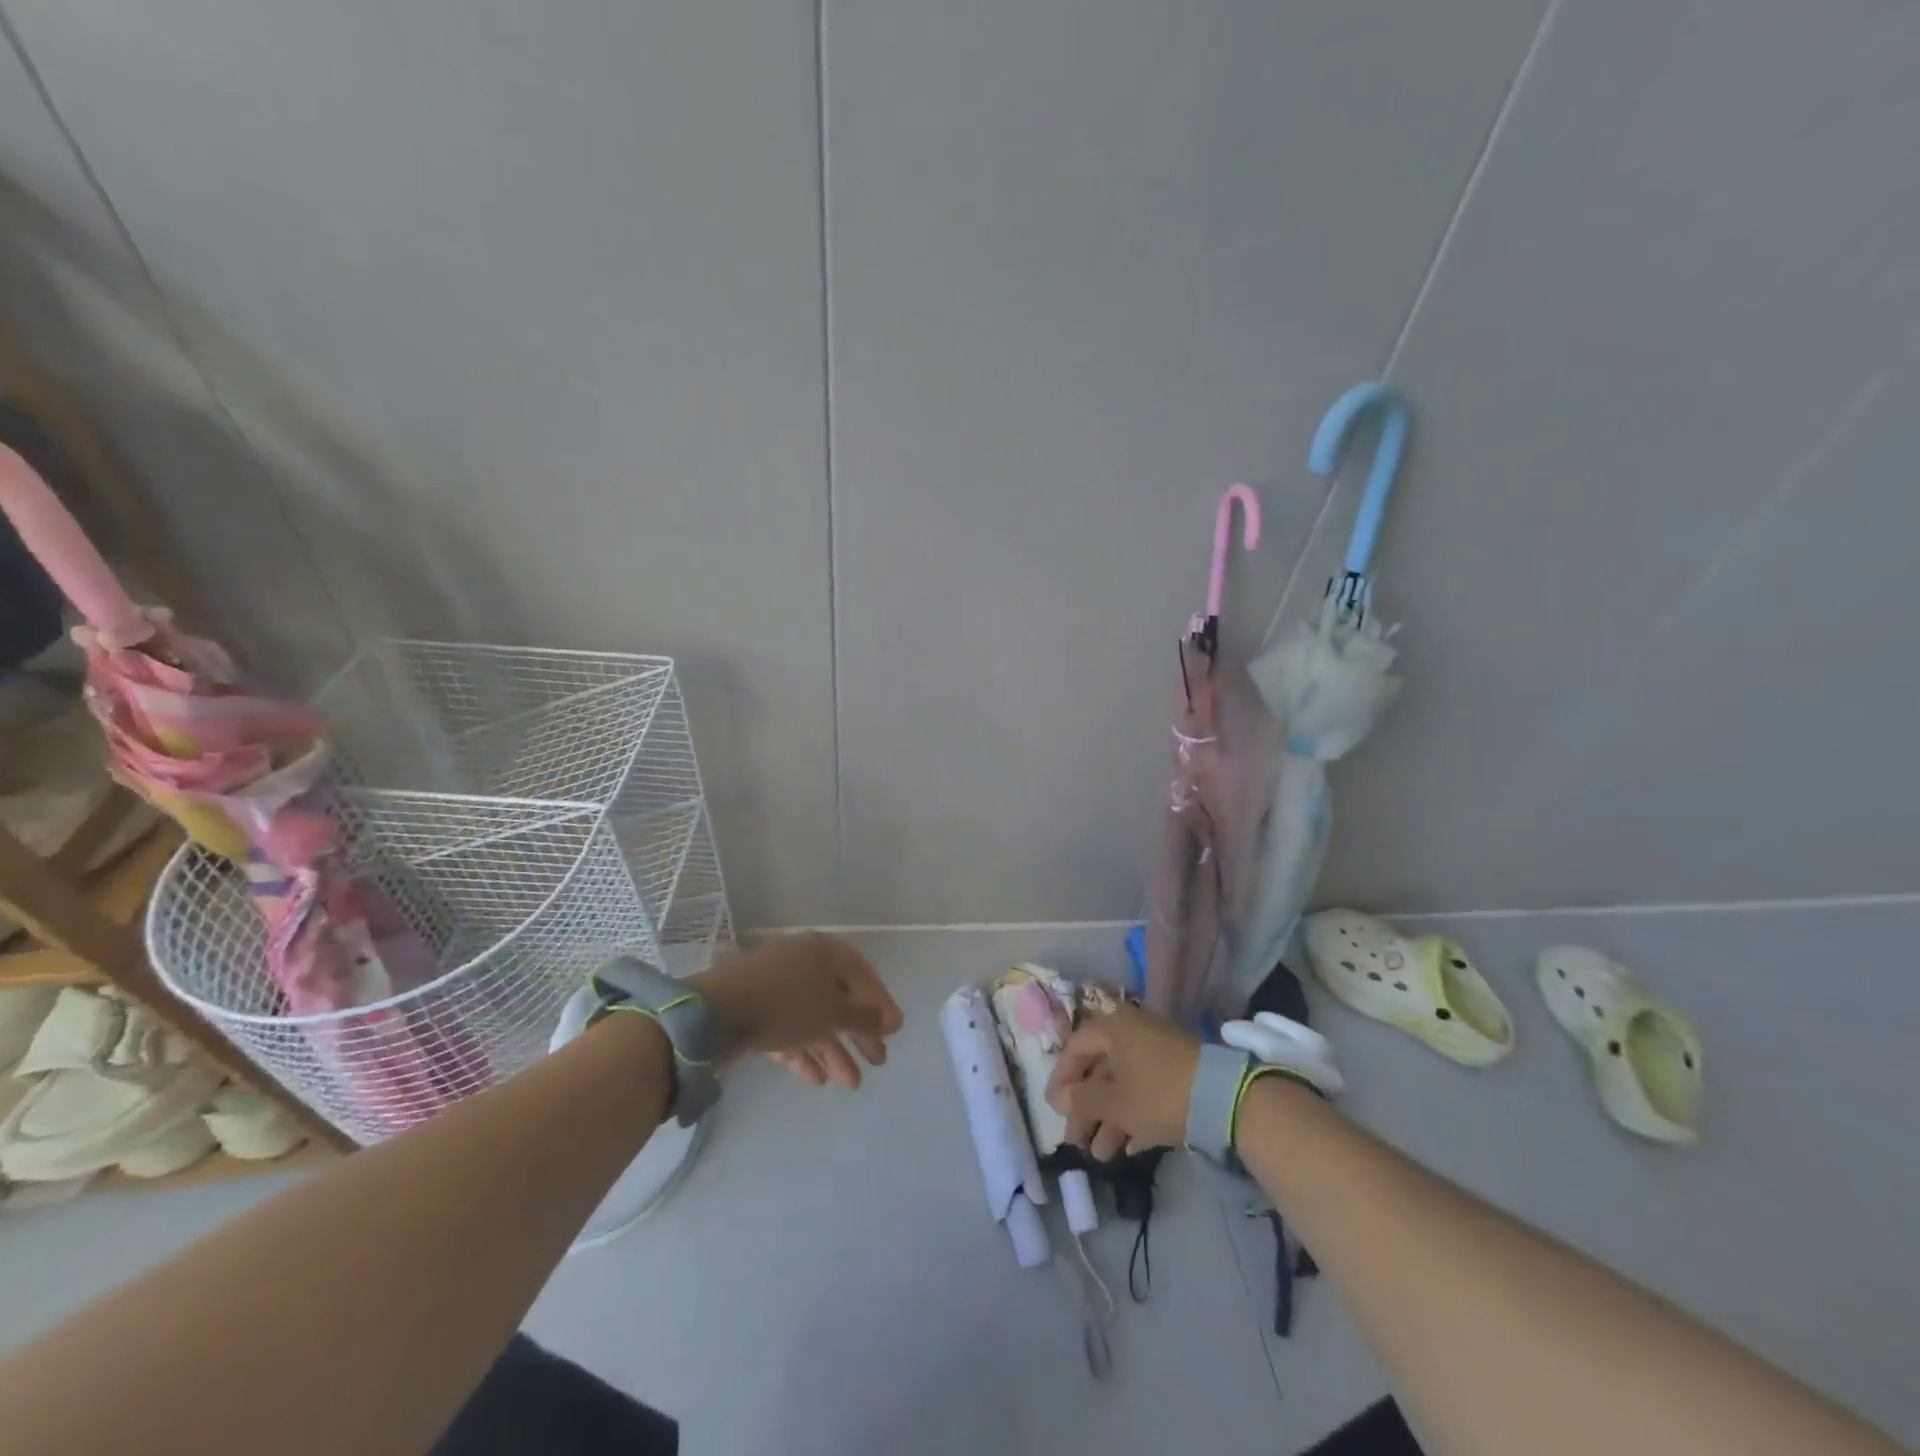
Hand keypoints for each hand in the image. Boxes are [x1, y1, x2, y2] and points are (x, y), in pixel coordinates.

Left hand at [690, 933, 902, 1088]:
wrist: (715, 1013)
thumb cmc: (786, 1004)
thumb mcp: (833, 1012)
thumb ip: (865, 1016)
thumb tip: (890, 1019)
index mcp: (825, 952)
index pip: (863, 975)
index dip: (881, 1003)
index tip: (894, 1032)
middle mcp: (803, 963)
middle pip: (839, 999)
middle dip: (859, 1033)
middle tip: (877, 1061)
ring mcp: (776, 987)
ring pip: (814, 1019)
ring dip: (835, 1050)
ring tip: (851, 1084)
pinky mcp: (755, 1011)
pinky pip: (788, 1031)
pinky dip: (804, 1052)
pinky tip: (817, 1079)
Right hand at [1045, 1003, 1201, 1158]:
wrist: (1224, 1098)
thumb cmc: (1156, 1093)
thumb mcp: (1114, 1102)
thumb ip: (1082, 1100)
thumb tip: (1061, 1099)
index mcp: (1114, 1027)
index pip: (1076, 1047)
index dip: (1061, 1079)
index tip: (1054, 1110)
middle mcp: (1134, 1032)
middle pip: (1100, 1069)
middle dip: (1087, 1109)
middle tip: (1077, 1142)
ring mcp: (1159, 1051)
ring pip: (1125, 1084)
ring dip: (1110, 1119)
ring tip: (1101, 1155)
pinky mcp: (1180, 1072)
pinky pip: (1147, 1091)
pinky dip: (1135, 1115)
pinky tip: (1129, 1148)